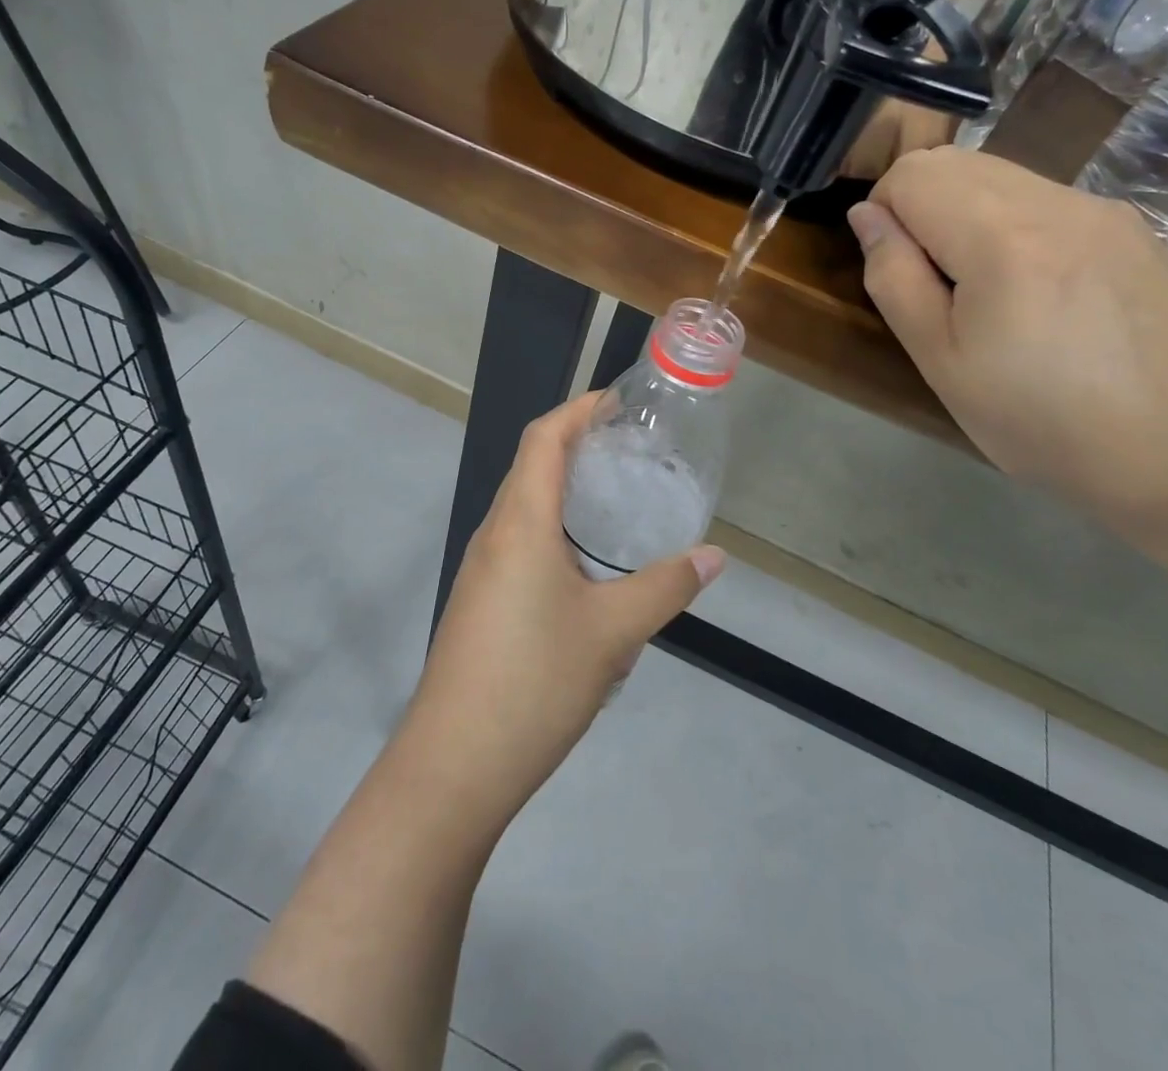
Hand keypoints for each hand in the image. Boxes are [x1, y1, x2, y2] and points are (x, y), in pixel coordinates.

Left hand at [405, 393, 725, 823]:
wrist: (453, 765)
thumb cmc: (534, 682)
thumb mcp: (614, 632)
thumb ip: (666, 587)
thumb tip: (714, 556)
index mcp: (519, 522)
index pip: (543, 438)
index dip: (578, 409)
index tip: (618, 401)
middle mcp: (494, 535)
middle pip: (532, 466)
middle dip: (577, 445)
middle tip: (631, 448)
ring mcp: (481, 571)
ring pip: (524, 508)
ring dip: (565, 490)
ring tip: (617, 499)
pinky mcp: (479, 603)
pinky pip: (519, 543)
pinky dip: (554, 530)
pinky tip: (588, 566)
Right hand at [846, 147, 1167, 523]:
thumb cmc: (1043, 422)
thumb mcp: (941, 362)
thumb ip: (894, 278)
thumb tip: (867, 216)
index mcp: (1002, 239)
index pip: (912, 174)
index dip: (884, 212)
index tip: (898, 270)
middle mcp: (1057, 202)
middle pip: (955, 162)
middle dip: (921, 205)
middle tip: (934, 282)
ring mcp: (1104, 209)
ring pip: (1001, 174)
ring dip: (966, 213)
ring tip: (986, 289)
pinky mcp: (1134, 227)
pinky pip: (1045, 197)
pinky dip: (1014, 223)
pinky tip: (1038, 290)